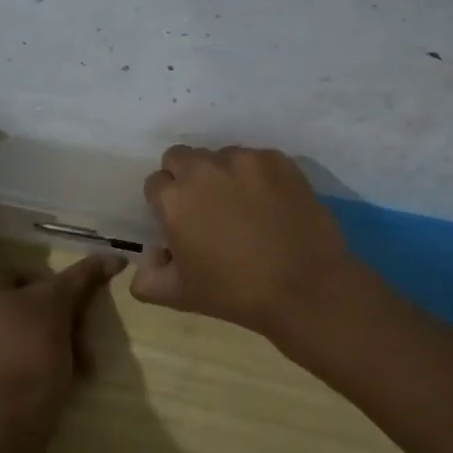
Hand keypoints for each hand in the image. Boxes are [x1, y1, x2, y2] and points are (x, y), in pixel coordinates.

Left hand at [0, 212, 122, 430]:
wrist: (13, 423)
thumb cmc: (30, 350)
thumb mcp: (60, 306)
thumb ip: (84, 276)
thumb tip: (115, 255)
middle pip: (13, 281)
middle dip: (50, 292)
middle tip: (79, 301)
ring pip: (20, 313)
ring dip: (55, 322)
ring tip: (83, 346)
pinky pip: (17, 338)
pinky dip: (43, 342)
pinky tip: (72, 361)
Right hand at [131, 145, 370, 339]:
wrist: (305, 288)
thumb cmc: (236, 293)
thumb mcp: (179, 296)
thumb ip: (147, 277)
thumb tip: (151, 254)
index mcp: (175, 199)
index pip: (156, 183)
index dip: (165, 202)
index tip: (181, 220)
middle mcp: (204, 168)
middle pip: (182, 157)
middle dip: (186, 177)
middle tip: (207, 207)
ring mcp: (244, 160)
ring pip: (220, 156)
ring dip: (223, 174)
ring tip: (243, 206)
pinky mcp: (277, 160)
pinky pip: (256, 159)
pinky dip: (257, 176)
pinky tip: (271, 203)